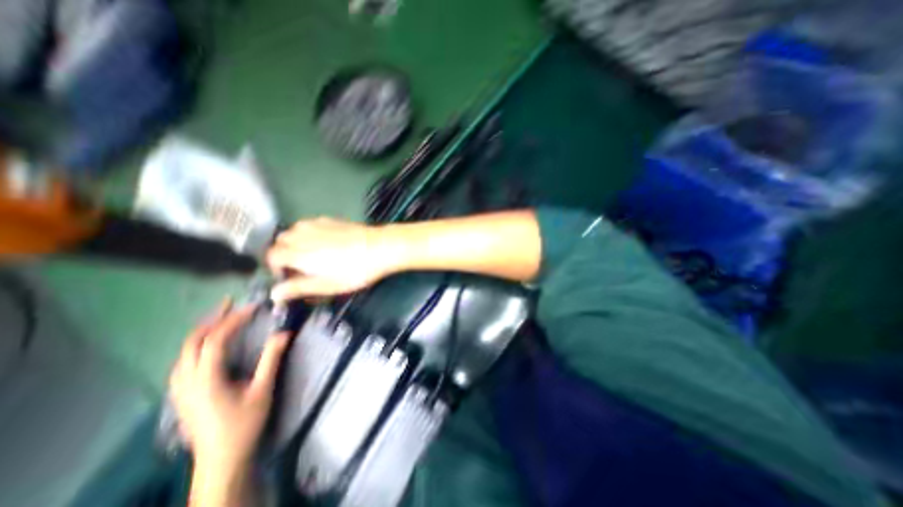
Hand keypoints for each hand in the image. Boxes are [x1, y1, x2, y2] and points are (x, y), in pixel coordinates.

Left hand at [170, 300, 290, 471]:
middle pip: (192, 342)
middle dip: (211, 319)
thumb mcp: (263, 390)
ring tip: (222, 318)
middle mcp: (187, 381)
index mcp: (207, 379)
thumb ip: (272, 359)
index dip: (234, 320)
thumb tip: (284, 333)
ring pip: (184, 352)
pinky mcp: (182, 395)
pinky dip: (196, 345)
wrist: (221, 459)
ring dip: (203, 331)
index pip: (216, 340)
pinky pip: (183, 362)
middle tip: (230, 303)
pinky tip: (208, 345)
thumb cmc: (244, 424)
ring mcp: (180, 389)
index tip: (253, 307)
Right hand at [265, 215, 395, 300]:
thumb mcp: (327, 285)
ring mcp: (318, 224)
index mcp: (298, 252)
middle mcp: (303, 235)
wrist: (379, 247)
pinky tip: (325, 241)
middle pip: (281, 241)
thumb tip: (275, 294)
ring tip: (312, 254)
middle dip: (284, 254)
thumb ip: (299, 288)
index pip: (272, 256)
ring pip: (294, 230)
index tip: (288, 277)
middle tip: (301, 267)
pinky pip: (311, 224)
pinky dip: (309, 233)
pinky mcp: (331, 220)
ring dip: (296, 241)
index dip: (275, 268)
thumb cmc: (354, 271)